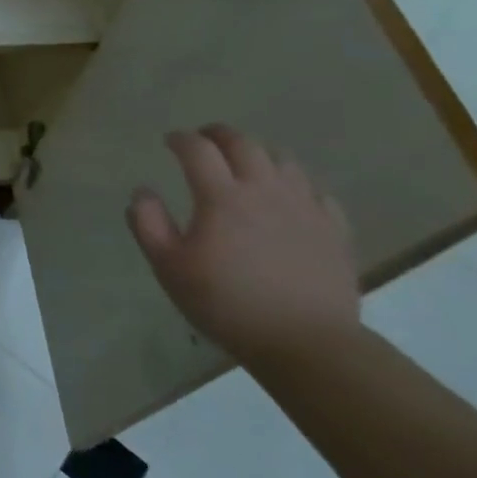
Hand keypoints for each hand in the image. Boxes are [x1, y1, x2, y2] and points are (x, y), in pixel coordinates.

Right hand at [126, 124, 359, 368]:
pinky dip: (295, 183)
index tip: (168, 141)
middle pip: (243, 143)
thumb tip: (142, 191)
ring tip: (245, 163)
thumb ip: (148, 224)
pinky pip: (315, 191)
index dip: (180, 139)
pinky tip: (288, 197)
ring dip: (258, 153)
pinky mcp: (334, 229)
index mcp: (222, 197)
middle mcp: (264, 190)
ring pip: (282, 160)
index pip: (197, 149)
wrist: (308, 342)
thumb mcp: (169, 268)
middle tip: (204, 139)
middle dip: (219, 134)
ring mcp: (304, 207)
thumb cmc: (228, 303)